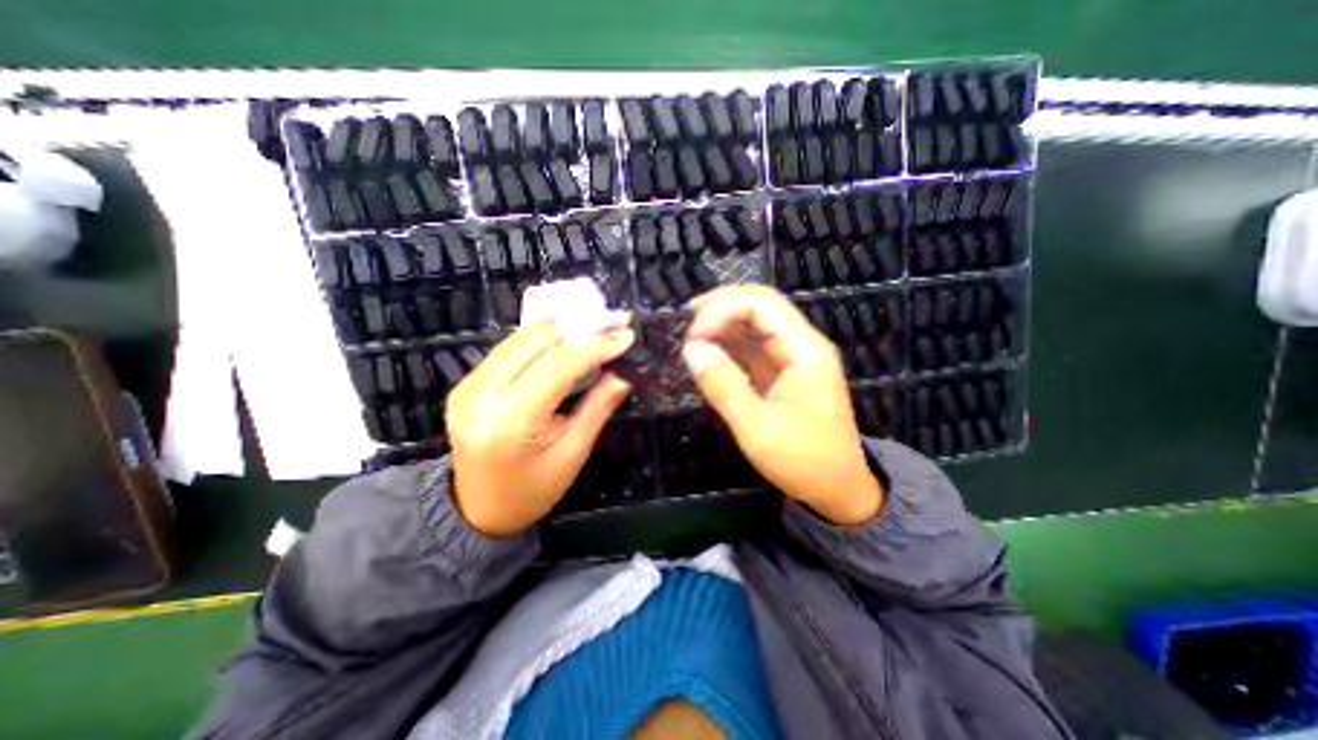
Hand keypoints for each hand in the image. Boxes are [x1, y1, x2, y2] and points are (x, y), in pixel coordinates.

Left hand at [445, 322, 634, 535]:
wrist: (478, 510)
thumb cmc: (532, 491)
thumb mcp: (573, 454)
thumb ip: (598, 407)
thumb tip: (623, 373)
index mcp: (509, 423)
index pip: (557, 367)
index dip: (594, 346)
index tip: (625, 336)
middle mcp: (479, 395)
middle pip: (535, 340)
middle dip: (579, 328)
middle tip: (612, 326)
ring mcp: (467, 385)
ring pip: (521, 337)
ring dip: (562, 330)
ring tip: (594, 332)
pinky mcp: (466, 381)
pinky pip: (510, 347)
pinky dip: (543, 341)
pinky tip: (566, 345)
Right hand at [679, 283, 884, 526]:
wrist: (838, 489)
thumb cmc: (804, 462)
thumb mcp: (757, 429)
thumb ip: (723, 386)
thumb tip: (691, 349)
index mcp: (805, 351)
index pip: (761, 304)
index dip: (722, 309)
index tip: (693, 337)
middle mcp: (802, 345)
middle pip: (759, 305)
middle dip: (720, 309)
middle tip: (685, 327)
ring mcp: (794, 357)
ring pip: (755, 323)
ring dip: (722, 326)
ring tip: (691, 340)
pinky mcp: (784, 371)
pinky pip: (754, 346)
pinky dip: (729, 346)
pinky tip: (708, 355)